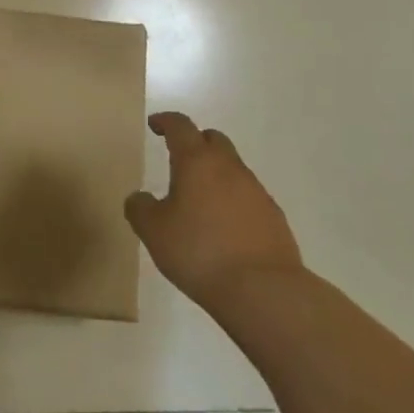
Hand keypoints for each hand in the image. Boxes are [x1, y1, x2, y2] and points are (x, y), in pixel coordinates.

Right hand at [125, 112, 303, 305]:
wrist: (264, 291)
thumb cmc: (200, 252)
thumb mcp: (154, 232)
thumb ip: (140, 208)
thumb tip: (140, 198)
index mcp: (197, 161)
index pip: (180, 126)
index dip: (165, 121)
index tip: (155, 125)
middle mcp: (229, 167)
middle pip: (213, 139)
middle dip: (195, 142)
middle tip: (179, 158)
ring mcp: (256, 191)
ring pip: (232, 168)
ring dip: (215, 174)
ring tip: (199, 200)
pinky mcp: (274, 217)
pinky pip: (248, 196)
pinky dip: (233, 200)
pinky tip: (224, 227)